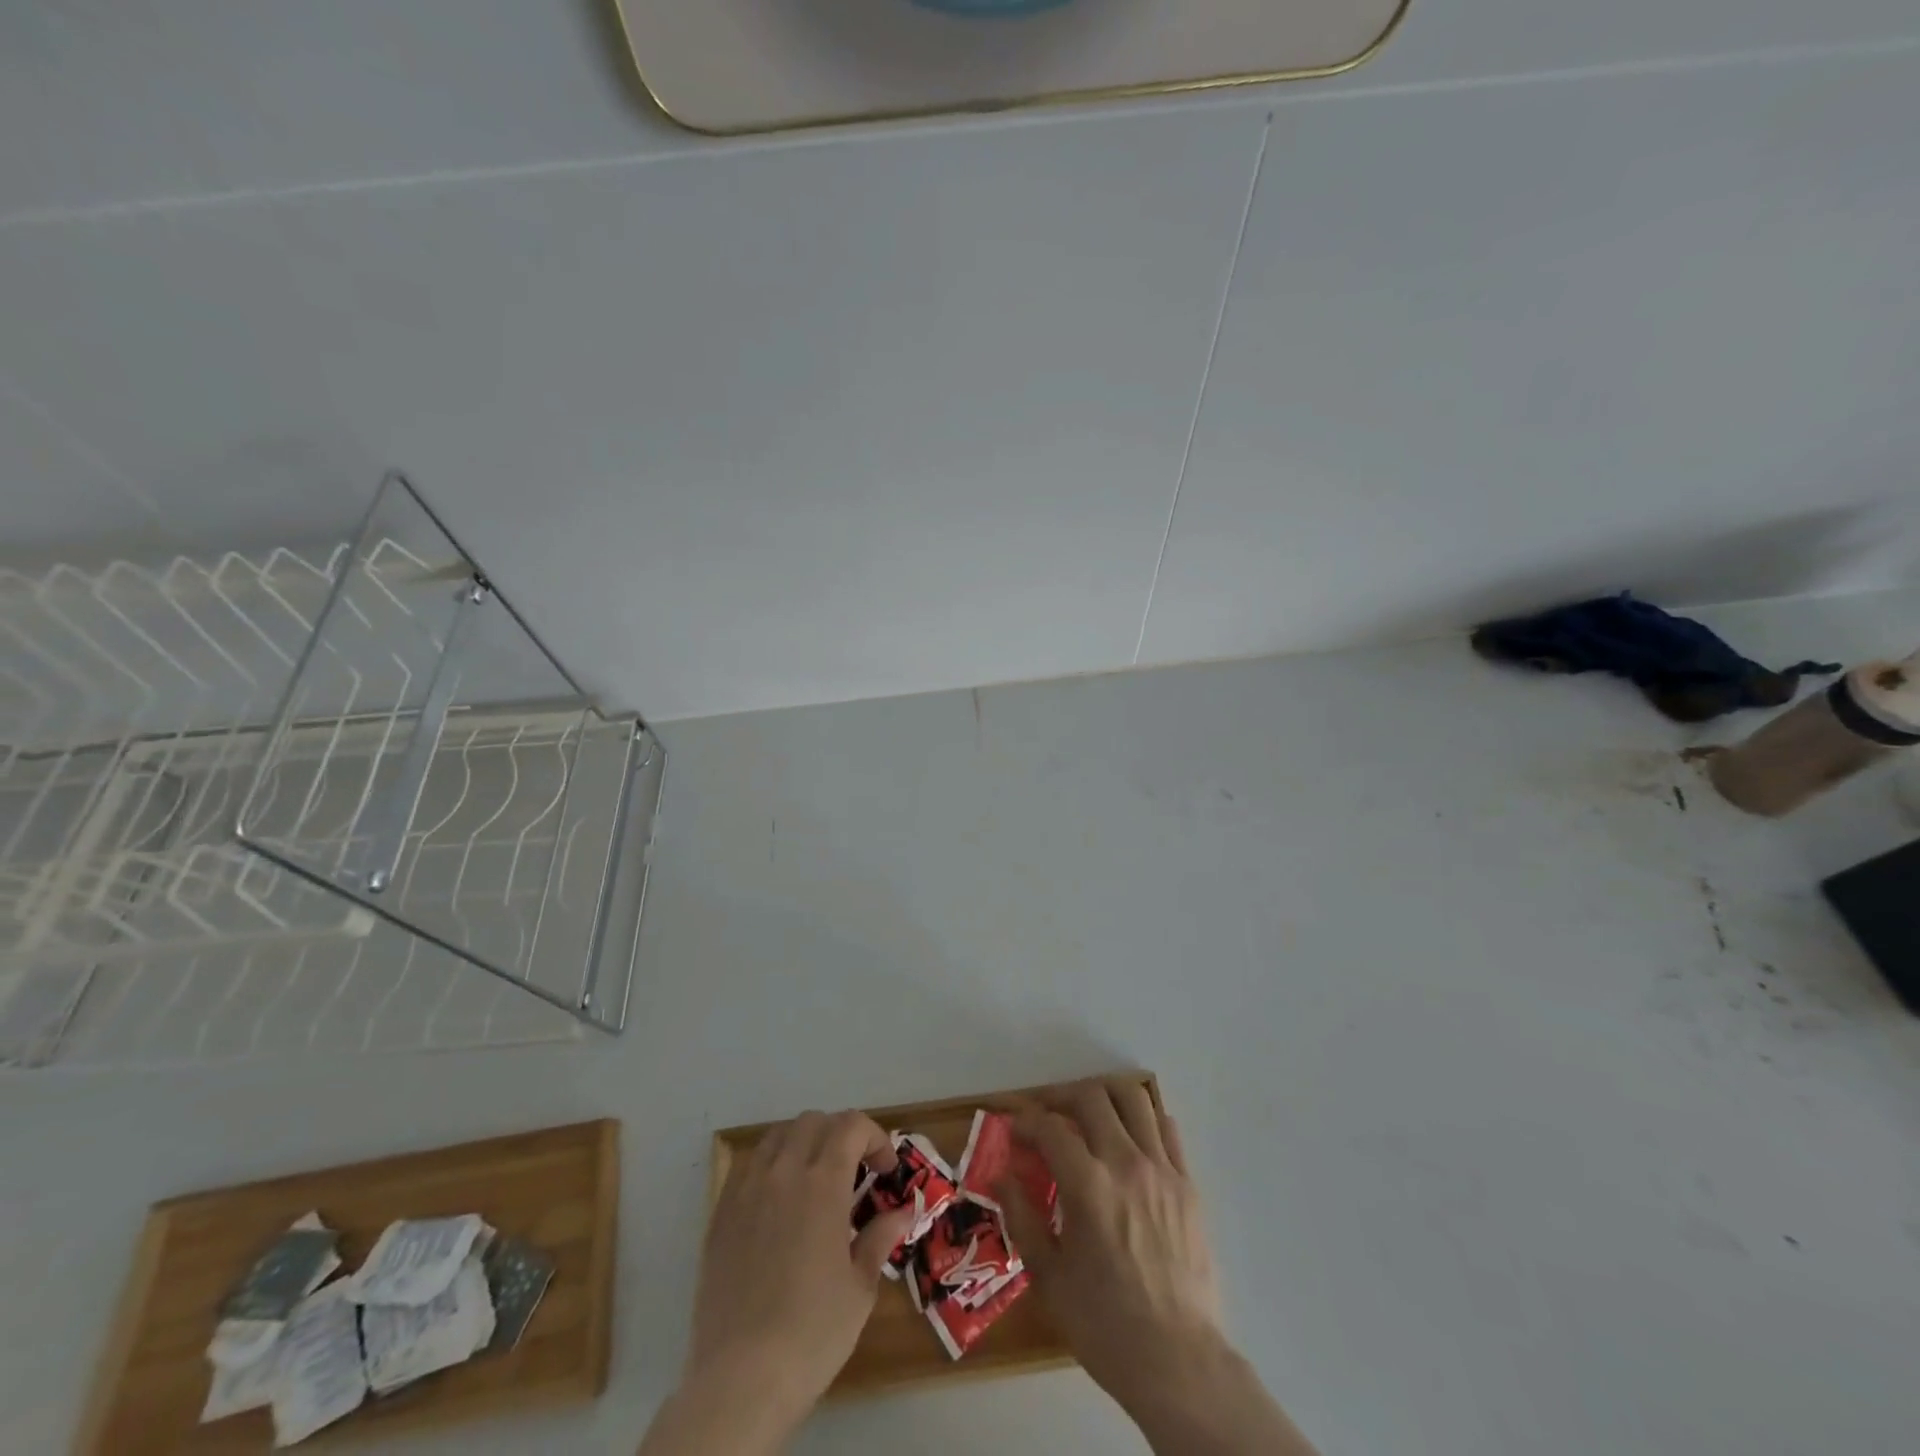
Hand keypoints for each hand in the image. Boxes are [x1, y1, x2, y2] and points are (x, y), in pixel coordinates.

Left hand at [684, 1110, 914, 1424]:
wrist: (740, 1379)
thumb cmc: (812, 1332)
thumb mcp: (860, 1288)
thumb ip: (880, 1238)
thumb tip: (901, 1212)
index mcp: (822, 1182)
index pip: (851, 1125)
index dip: (875, 1137)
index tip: (886, 1170)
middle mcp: (783, 1172)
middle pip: (814, 1122)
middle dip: (841, 1135)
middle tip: (855, 1172)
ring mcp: (747, 1190)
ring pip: (777, 1136)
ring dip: (803, 1143)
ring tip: (815, 1179)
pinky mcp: (721, 1214)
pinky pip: (748, 1166)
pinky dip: (771, 1167)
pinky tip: (779, 1204)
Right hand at [999, 1079, 1224, 1402]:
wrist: (1178, 1362)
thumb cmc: (1104, 1324)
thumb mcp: (1049, 1277)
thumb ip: (1022, 1217)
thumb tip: (1001, 1175)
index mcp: (1088, 1186)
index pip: (1049, 1127)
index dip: (1025, 1121)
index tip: (1014, 1130)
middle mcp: (1126, 1163)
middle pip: (1091, 1097)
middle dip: (1061, 1098)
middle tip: (1047, 1116)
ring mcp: (1162, 1169)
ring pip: (1134, 1098)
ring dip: (1104, 1096)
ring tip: (1088, 1114)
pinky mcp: (1187, 1183)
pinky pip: (1166, 1128)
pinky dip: (1142, 1119)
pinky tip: (1129, 1137)